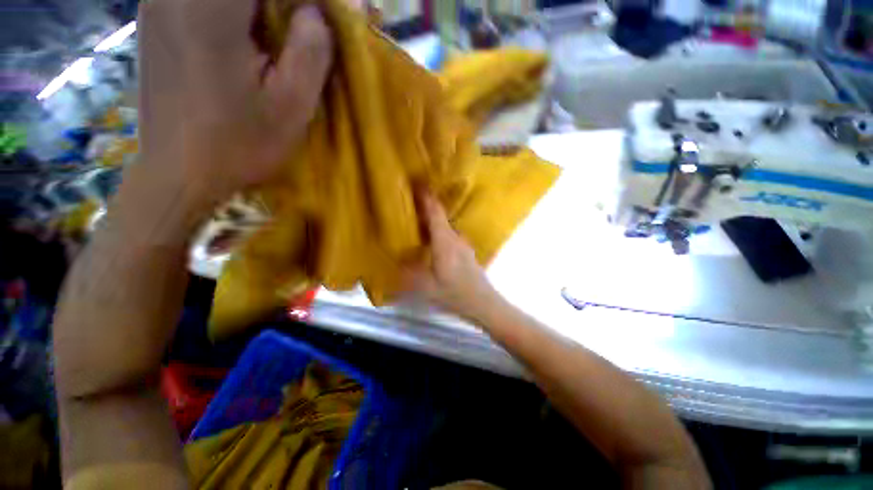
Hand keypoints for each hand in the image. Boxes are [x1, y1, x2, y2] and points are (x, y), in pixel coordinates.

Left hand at [136, 0, 332, 209]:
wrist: (178, 171)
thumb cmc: (239, 144)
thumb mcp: (291, 107)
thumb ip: (311, 52)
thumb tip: (316, 14)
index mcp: (211, 8)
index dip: (307, 0)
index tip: (323, 19)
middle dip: (284, 3)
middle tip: (305, 25)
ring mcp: (159, 0)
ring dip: (261, 8)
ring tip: (278, 36)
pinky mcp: (155, 16)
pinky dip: (236, 12)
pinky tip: (246, 36)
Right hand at [402, 192, 504, 323]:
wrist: (484, 303)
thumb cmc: (455, 295)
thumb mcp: (427, 287)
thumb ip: (409, 271)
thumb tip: (397, 258)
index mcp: (444, 242)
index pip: (435, 213)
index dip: (426, 197)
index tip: (417, 183)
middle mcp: (455, 238)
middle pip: (440, 215)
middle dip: (426, 205)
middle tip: (410, 200)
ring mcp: (463, 244)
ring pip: (445, 225)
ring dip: (432, 218)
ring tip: (417, 219)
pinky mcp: (465, 251)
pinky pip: (449, 234)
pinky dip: (438, 230)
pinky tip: (431, 240)